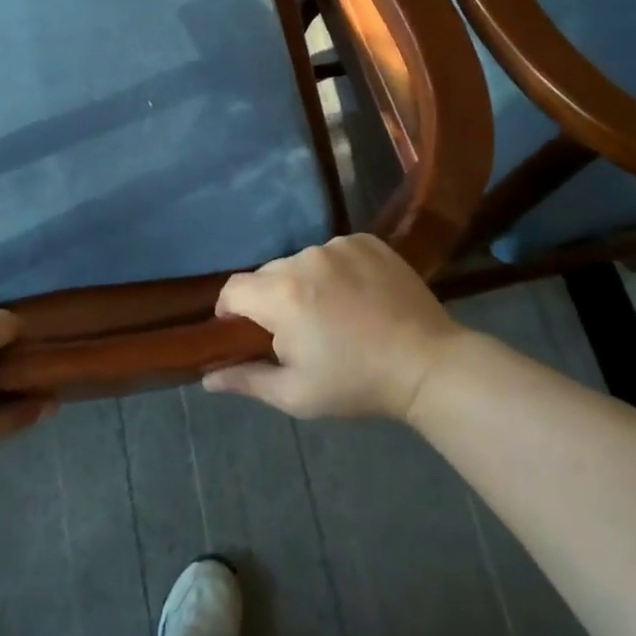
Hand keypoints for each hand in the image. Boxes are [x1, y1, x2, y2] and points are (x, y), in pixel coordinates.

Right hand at [202, 234, 464, 420]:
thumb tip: (206, 378)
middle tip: (298, 332)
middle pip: (268, 274)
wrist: (428, 364)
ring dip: (305, 283)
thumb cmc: (357, 383)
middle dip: (272, 300)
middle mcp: (304, 258)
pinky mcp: (366, 240)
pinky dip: (336, 270)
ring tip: (333, 313)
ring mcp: (338, 245)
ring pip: (302, 261)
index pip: (233, 289)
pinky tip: (357, 296)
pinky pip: (334, 252)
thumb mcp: (296, 395)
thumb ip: (247, 380)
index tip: (246, 333)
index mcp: (282, 294)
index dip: (231, 311)